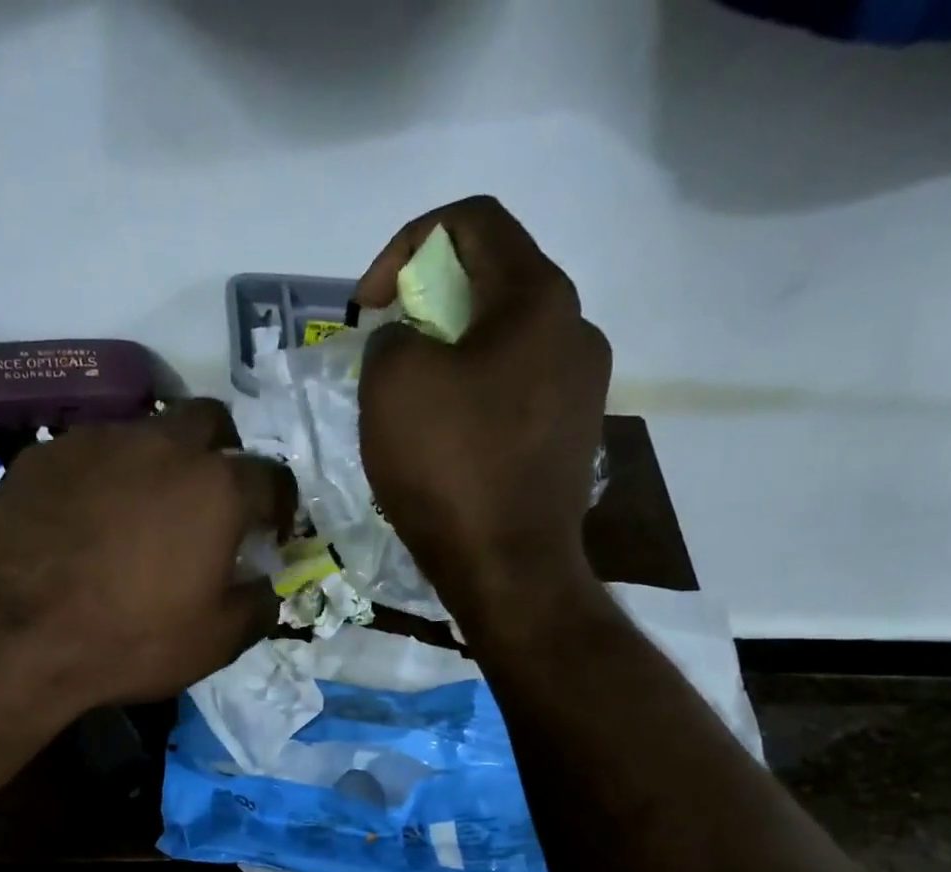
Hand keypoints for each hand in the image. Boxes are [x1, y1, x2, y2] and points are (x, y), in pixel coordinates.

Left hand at [0, 399, 295, 706]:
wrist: (20, 636)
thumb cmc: (132, 640)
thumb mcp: (216, 641)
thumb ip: (258, 605)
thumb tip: (266, 585)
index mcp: (216, 487)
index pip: (272, 477)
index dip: (279, 506)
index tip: (269, 533)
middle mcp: (162, 444)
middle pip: (211, 421)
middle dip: (222, 453)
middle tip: (210, 499)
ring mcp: (98, 441)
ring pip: (146, 430)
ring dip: (160, 460)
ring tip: (143, 508)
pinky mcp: (46, 454)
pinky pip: (91, 452)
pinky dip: (105, 475)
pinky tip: (89, 516)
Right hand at [355, 196, 612, 626]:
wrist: (509, 570)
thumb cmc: (452, 468)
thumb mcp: (393, 385)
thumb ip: (391, 338)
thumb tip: (408, 346)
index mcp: (540, 297)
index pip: (473, 221)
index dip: (406, 245)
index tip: (368, 306)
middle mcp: (576, 330)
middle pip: (492, 284)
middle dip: (425, 308)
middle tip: (386, 353)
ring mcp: (581, 390)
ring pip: (503, 345)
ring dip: (449, 357)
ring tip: (409, 403)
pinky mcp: (571, 440)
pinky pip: (513, 395)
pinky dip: (472, 399)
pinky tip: (444, 442)